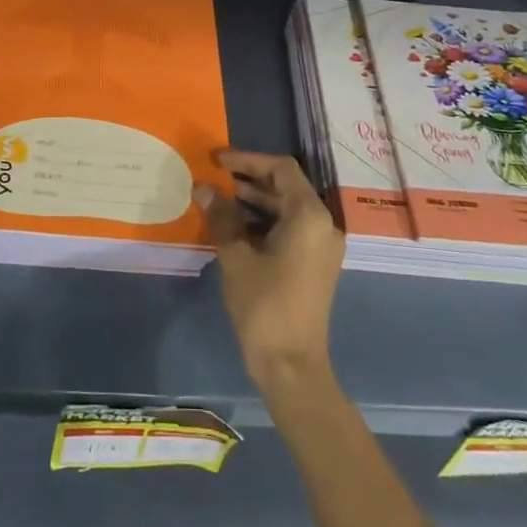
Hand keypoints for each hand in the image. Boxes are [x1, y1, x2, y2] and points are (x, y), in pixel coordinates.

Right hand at [195, 150, 343, 388]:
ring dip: (255, 201)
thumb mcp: (236, 257)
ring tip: (218, 199)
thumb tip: (203, 188)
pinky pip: (290, 229)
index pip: (281, 168)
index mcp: (309, 216)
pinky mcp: (315, 264)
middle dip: (249, 179)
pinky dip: (264, 221)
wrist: (292, 366)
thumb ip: (222, 217)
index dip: (248, 159)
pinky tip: (234, 226)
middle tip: (213, 178)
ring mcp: (322, 246)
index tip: (217, 161)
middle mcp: (323, 225)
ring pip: (287, 208)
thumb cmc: (265, 306)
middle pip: (286, 186)